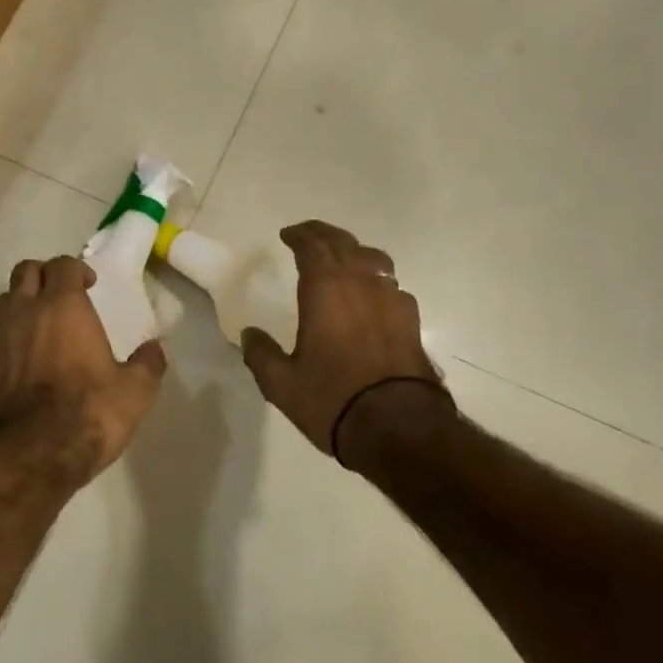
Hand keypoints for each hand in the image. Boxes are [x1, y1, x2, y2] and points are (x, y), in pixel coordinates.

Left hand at [0, 256, 166, 486]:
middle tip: (61, 294)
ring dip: (19, 304)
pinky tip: (19, 360)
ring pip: (2, 302)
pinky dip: (5, 341)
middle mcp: (25, 313)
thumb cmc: (89, 412)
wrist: (30, 455)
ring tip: (38, 323)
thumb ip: (147, 364)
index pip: (62, 266)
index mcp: (63, 306)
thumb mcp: (135, 391)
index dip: (76, 269)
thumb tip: (155, 348)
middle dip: (43, 275)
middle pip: (24, 273)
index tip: (89, 284)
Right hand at [241, 221, 443, 456]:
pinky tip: (371, 298)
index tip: (287, 234)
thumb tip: (250, 335)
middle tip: (309, 236)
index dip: (299, 235)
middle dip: (324, 235)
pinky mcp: (412, 321)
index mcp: (326, 288)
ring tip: (343, 261)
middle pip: (344, 243)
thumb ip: (261, 354)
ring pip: (374, 260)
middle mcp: (361, 283)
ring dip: (354, 253)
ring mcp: (392, 299)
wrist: (399, 428)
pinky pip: (391, 286)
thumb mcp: (281, 384)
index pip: (313, 245)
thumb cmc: (333, 399)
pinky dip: (375, 281)